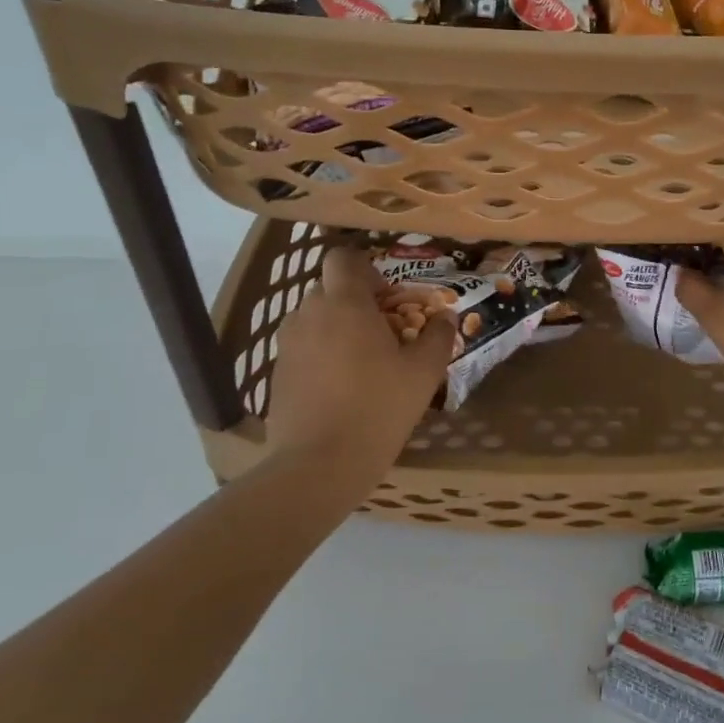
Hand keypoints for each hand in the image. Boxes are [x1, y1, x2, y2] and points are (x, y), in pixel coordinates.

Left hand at [264, 247, 454, 459]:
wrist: (319, 464)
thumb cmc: (377, 408)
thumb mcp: (423, 373)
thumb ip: (438, 337)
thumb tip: (446, 317)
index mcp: (345, 304)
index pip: (343, 257)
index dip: (365, 267)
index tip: (387, 295)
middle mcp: (309, 314)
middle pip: (330, 288)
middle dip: (356, 301)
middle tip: (384, 332)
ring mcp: (288, 344)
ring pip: (315, 319)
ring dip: (337, 328)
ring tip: (362, 362)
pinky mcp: (277, 373)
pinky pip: (303, 348)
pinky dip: (321, 355)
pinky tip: (341, 388)